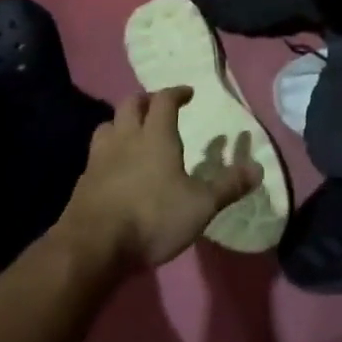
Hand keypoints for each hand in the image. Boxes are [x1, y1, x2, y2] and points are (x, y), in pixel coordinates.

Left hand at [55, 87, 262, 273]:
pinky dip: (106, 155)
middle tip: (158, 108)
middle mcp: (126, 139)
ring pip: (107, 126)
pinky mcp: (82, 184)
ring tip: (132, 134)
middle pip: (131, 104)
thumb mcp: (200, 205)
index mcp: (155, 136)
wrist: (92, 248)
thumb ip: (228, 186)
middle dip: (146, 101)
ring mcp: (99, 160)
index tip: (187, 93)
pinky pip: (94, 156)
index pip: (164, 100)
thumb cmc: (152, 218)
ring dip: (120, 124)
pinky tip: (113, 171)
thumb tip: (259, 169)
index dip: (176, 92)